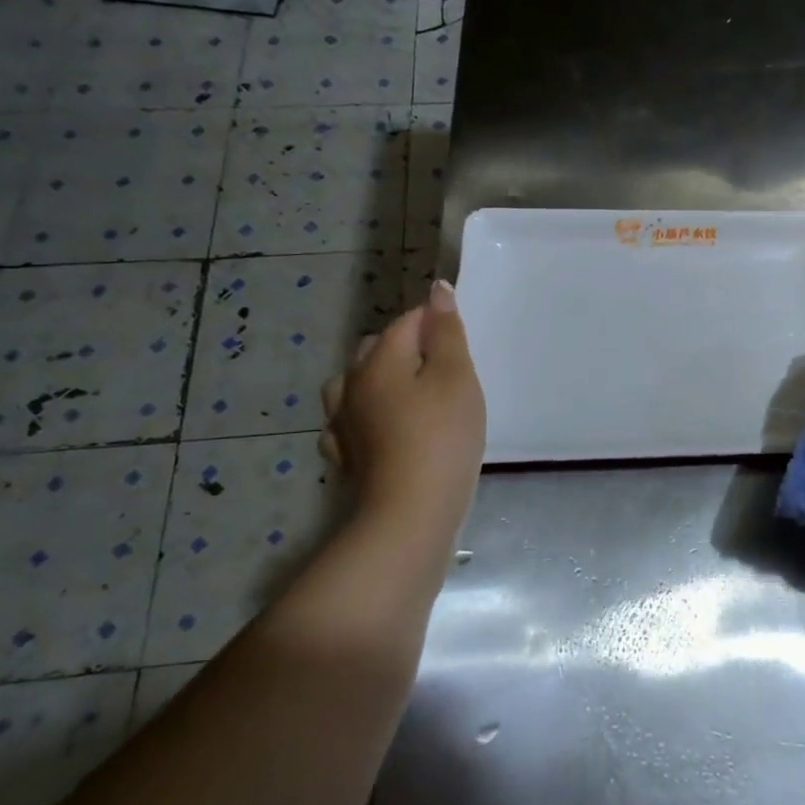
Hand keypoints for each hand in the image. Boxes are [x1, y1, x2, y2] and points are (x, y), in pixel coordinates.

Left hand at [320, 280, 485, 542]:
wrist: (410, 514)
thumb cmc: (442, 437)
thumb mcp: (456, 377)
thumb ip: (447, 333)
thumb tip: (437, 290)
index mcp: (379, 361)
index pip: (407, 322)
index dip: (435, 321)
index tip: (462, 336)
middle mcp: (352, 386)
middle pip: (375, 349)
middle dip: (405, 346)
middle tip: (445, 367)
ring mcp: (343, 424)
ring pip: (354, 385)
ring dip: (377, 379)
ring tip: (408, 392)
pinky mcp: (346, 457)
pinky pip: (350, 423)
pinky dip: (365, 416)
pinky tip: (380, 429)